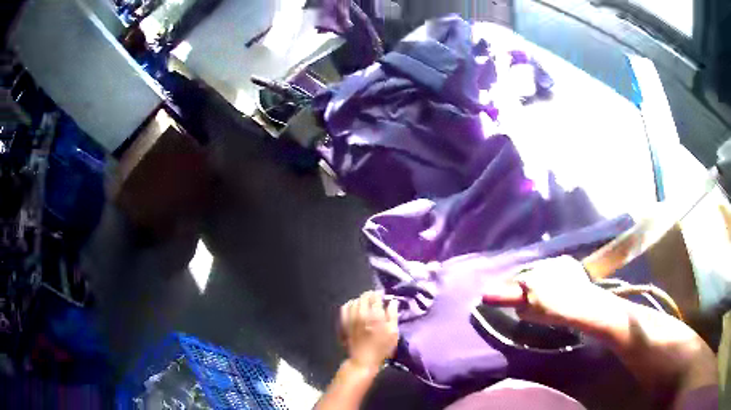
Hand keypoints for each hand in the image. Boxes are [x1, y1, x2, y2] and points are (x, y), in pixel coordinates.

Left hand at [340, 291, 398, 370]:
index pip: (375, 296)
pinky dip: (350, 304)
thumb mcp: (393, 332)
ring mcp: (350, 317)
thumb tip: (392, 301)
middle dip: (371, 295)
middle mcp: (361, 313)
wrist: (363, 360)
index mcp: (375, 314)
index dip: (380, 294)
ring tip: (366, 303)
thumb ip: (393, 314)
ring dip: (361, 299)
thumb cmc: (382, 347)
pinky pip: (345, 308)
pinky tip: (354, 307)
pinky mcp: (344, 322)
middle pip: (364, 296)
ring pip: (354, 301)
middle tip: (376, 299)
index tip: (384, 296)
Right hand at [482, 255, 610, 327]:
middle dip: (526, 280)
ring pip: (542, 268)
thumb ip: (516, 304)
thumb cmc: (554, 313)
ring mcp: (555, 261)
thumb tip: (509, 300)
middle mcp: (540, 266)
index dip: (507, 287)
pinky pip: (555, 266)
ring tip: (546, 287)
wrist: (582, 305)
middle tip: (529, 291)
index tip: (503, 292)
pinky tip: (559, 282)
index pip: (513, 280)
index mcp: (529, 279)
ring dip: (541, 275)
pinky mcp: (568, 261)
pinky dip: (554, 272)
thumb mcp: (530, 314)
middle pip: (528, 272)